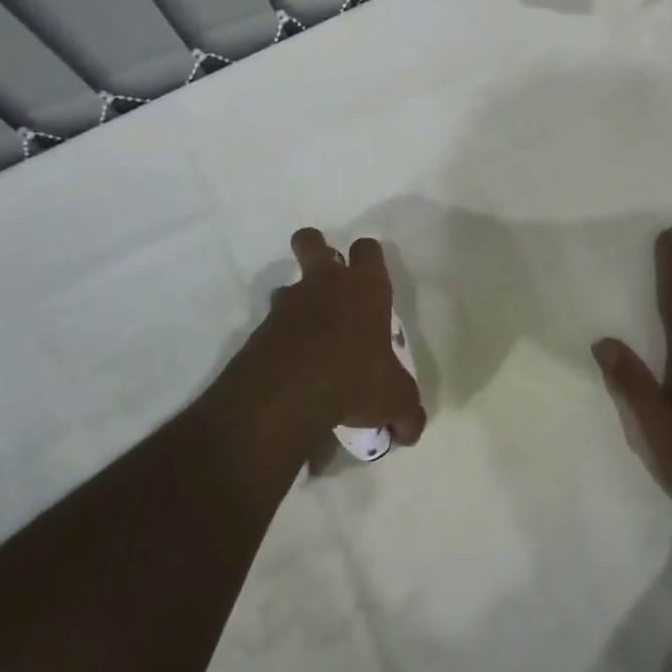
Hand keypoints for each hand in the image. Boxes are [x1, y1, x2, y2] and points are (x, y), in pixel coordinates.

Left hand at [242, 227, 425, 449]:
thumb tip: (410, 431)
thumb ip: (406, 413)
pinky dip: (279, 338)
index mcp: (365, 288)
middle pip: (311, 240)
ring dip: (295, 300)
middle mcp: (325, 284)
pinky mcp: (261, 328)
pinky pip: (271, 324)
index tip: (370, 279)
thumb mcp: (396, 400)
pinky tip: (291, 366)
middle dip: (315, 248)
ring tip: (307, 334)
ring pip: (287, 283)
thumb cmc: (356, 379)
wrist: (290, 392)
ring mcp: (288, 303)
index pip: (368, 249)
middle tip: (325, 277)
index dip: (368, 258)